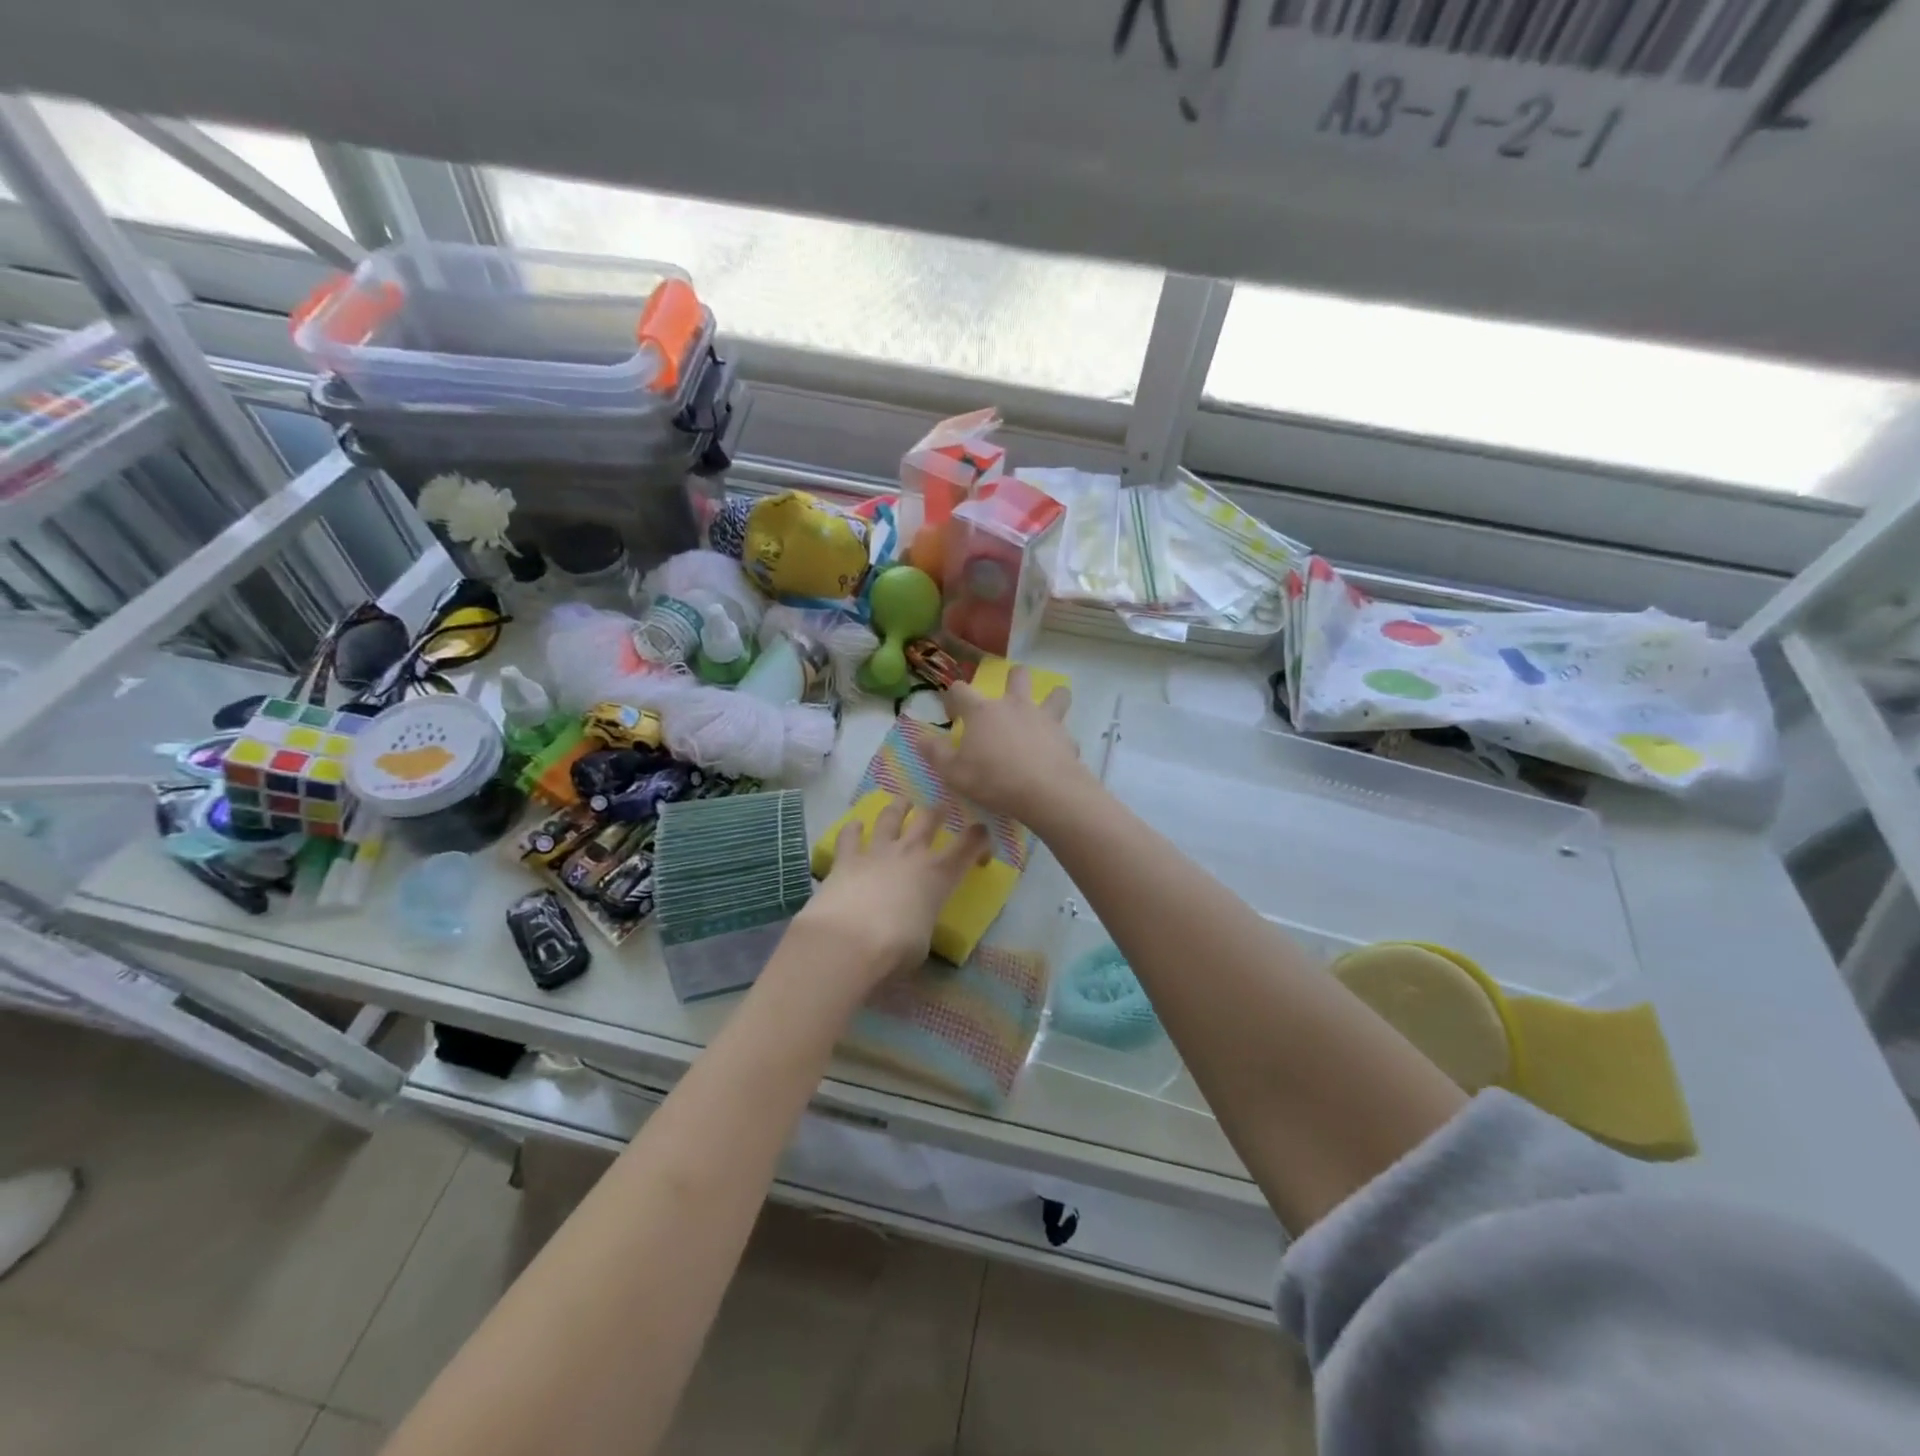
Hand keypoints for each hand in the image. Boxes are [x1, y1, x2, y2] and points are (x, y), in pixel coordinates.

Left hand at [793, 798, 989, 991]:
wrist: (848, 942)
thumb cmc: (896, 949)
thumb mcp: (923, 942)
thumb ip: (922, 921)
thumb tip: (913, 922)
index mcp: (939, 875)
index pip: (970, 844)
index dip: (980, 837)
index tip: (982, 838)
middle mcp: (911, 854)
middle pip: (930, 818)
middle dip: (939, 811)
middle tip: (941, 808)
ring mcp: (877, 851)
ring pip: (891, 817)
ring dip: (898, 807)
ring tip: (902, 803)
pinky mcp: (846, 858)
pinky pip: (850, 835)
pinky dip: (854, 829)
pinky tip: (855, 826)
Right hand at [930, 666, 1095, 829]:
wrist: (1046, 791)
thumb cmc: (993, 780)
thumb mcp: (953, 773)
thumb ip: (935, 753)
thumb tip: (919, 738)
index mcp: (982, 712)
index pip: (960, 690)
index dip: (953, 698)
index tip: (952, 715)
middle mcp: (1014, 706)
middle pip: (1017, 675)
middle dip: (1012, 679)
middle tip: (1006, 700)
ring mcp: (1044, 718)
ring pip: (1055, 694)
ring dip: (1052, 698)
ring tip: (1045, 712)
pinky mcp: (1065, 737)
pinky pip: (1065, 732)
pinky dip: (1060, 739)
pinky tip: (1055, 753)